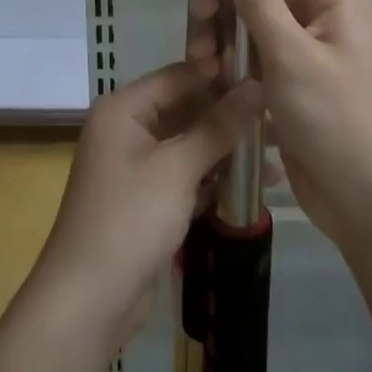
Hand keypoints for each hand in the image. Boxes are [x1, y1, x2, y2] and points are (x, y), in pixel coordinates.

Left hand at [37, 63, 260, 340]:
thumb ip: (219, 125)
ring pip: (190, 144)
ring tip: (279, 150)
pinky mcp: (148, 200)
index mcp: (123, 109)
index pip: (180, 75)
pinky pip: (187, 175)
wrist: (89, 299)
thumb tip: (256, 85)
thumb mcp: (178, 167)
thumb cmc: (130, 219)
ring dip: (228, 149)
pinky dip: (215, 177)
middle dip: (231, 115)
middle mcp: (127, 130)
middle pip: (186, 109)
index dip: (222, 73)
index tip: (270, 71)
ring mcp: (136, 166)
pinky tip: (257, 184)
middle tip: (282, 114)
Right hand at [191, 0, 371, 243]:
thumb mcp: (291, 56)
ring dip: (223, 34)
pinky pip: (255, 55)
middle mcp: (322, 16)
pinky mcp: (292, 81)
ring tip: (203, 64)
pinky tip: (212, 81)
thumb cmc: (336, 121)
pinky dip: (232, 61)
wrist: (368, 202)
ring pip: (253, 22)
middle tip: (197, 22)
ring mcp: (306, 51)